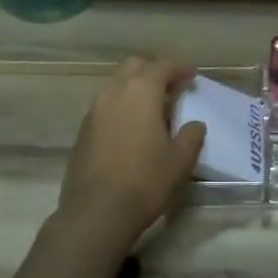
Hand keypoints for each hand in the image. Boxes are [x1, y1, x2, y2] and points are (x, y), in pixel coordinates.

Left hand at [58, 58, 204, 249]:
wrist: (95, 212)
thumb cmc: (144, 181)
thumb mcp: (180, 160)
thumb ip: (191, 136)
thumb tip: (194, 124)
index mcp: (141, 91)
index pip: (162, 65)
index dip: (179, 67)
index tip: (192, 76)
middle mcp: (114, 92)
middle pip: (135, 66)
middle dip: (154, 71)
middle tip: (172, 88)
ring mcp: (94, 110)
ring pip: (116, 84)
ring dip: (135, 88)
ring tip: (152, 108)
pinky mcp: (83, 130)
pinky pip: (105, 105)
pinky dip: (121, 106)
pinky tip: (131, 128)